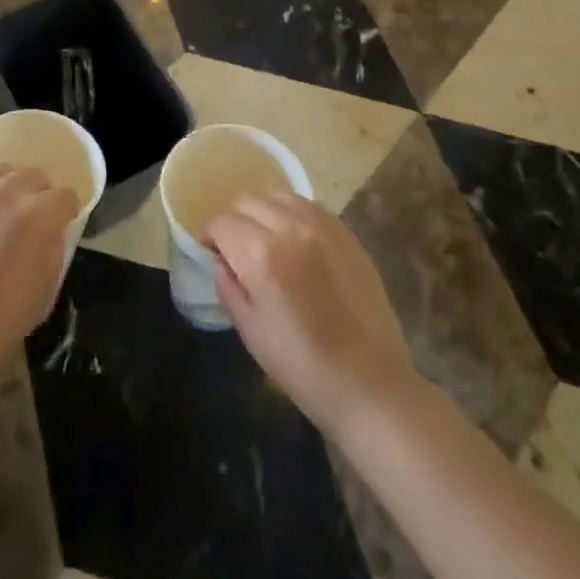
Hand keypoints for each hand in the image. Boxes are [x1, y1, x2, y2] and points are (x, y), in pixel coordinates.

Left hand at [0, 165, 76, 387]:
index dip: (66, 212)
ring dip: (6, 188)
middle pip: (34, 175)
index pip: (65, 196)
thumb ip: (53, 250)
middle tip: (30, 221)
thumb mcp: (45, 290)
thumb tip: (50, 232)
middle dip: (38, 195)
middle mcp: (7, 194)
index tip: (60, 226)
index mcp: (39, 216)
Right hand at [207, 193, 415, 437]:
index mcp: (262, 254)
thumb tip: (219, 258)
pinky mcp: (346, 232)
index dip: (210, 237)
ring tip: (268, 241)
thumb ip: (227, 284)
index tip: (214, 255)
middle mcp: (291, 227)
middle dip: (235, 222)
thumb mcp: (249, 329)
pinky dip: (293, 214)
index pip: (222, 222)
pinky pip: (308, 206)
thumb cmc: (301, 365)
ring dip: (264, 212)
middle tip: (238, 250)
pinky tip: (296, 242)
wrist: (369, 383)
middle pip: (248, 201)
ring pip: (278, 195)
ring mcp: (323, 226)